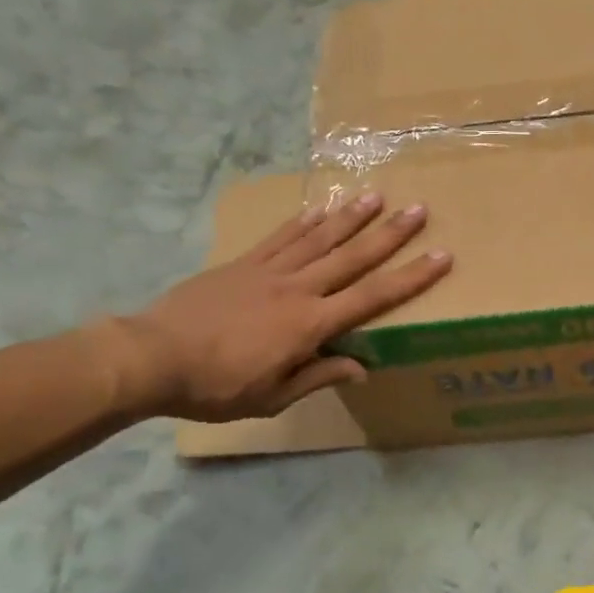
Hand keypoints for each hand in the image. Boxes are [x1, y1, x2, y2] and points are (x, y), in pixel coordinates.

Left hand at [123, 193, 450, 422]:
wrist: (152, 356)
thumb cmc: (216, 386)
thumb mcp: (271, 397)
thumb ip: (317, 377)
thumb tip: (360, 367)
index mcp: (310, 325)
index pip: (372, 297)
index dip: (410, 277)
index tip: (441, 257)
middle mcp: (297, 289)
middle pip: (352, 257)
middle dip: (390, 234)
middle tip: (419, 210)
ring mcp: (269, 270)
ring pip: (320, 238)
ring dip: (352, 217)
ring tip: (378, 196)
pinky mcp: (244, 262)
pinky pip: (282, 237)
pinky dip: (305, 221)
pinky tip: (322, 207)